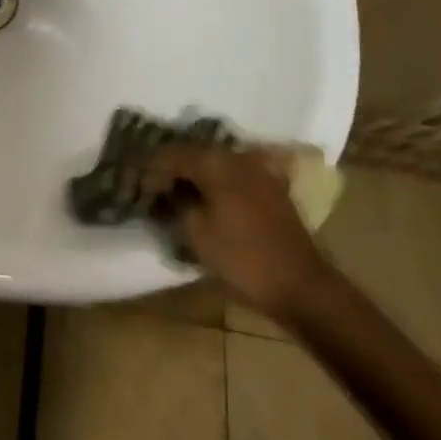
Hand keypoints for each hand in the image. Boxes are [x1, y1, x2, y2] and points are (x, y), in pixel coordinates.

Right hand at [145, 144, 335, 322]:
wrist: (302, 286)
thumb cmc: (242, 259)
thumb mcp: (195, 233)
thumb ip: (176, 204)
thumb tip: (168, 191)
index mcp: (214, 161)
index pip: (170, 154)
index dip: (150, 170)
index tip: (137, 187)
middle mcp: (236, 155)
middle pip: (193, 153)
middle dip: (172, 168)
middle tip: (155, 189)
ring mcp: (258, 169)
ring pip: (215, 163)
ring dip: (196, 175)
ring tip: (180, 194)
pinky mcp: (272, 187)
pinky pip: (235, 175)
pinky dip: (218, 183)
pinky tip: (210, 199)